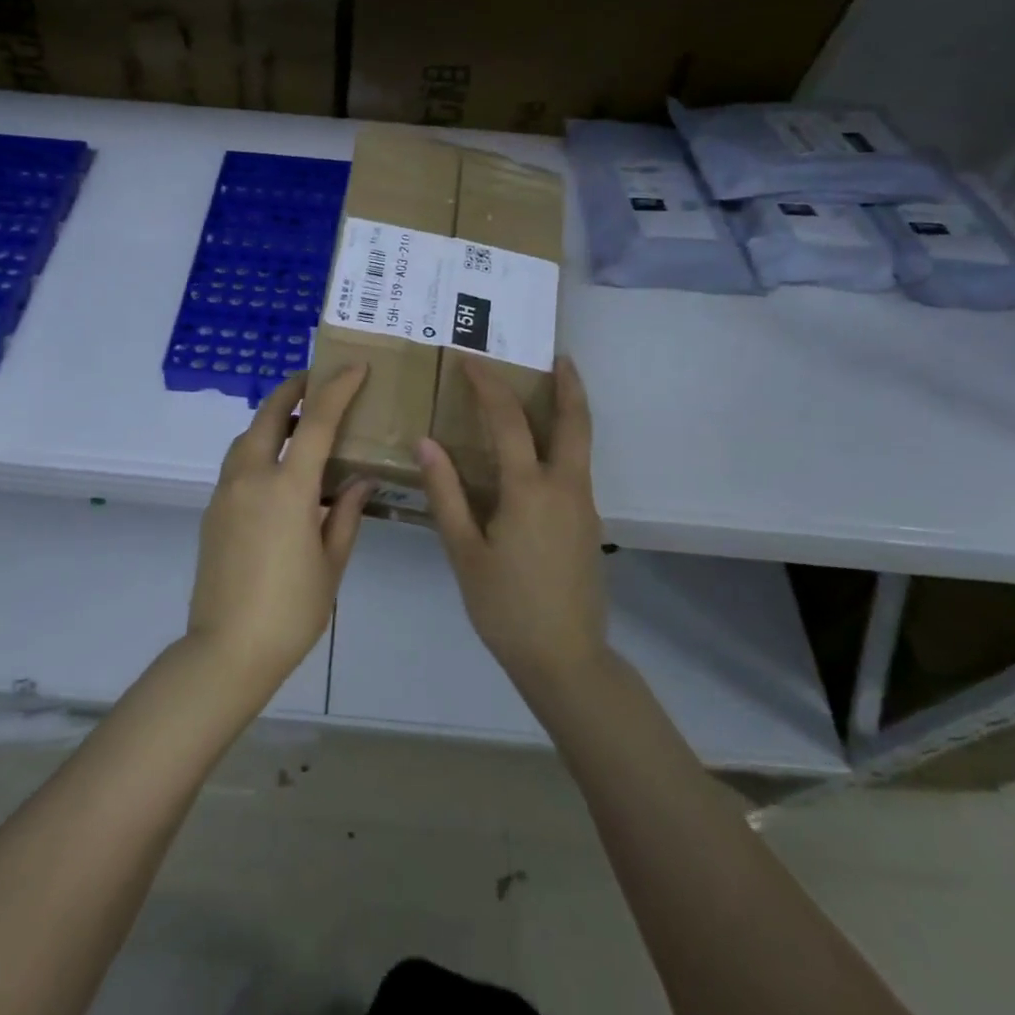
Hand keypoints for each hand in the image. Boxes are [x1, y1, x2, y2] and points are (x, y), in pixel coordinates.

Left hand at [188, 365, 372, 696]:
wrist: (226, 650)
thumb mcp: (331, 563)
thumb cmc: (291, 610)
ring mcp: (225, 493)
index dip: (337, 389)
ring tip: (298, 423)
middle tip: (316, 378)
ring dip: (270, 418)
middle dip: (292, 388)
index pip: (315, 422)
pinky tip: (277, 468)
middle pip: (267, 415)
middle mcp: (250, 478)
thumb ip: (346, 514)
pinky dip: (257, 447)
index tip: (354, 368)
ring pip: (245, 437)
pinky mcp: (212, 510)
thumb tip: (359, 481)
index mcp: (287, 489)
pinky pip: (236, 462)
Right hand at [417, 356, 606, 684]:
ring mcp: (583, 506)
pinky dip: (562, 444)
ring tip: (547, 392)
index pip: (508, 421)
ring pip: (580, 445)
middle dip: (568, 384)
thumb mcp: (464, 552)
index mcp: (529, 491)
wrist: (565, 659)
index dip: (488, 385)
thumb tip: (426, 443)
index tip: (470, 359)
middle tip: (559, 356)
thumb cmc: (505, 607)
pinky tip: (538, 455)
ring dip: (568, 412)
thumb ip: (446, 493)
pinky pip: (576, 469)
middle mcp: (565, 488)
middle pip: (575, 421)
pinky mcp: (588, 525)